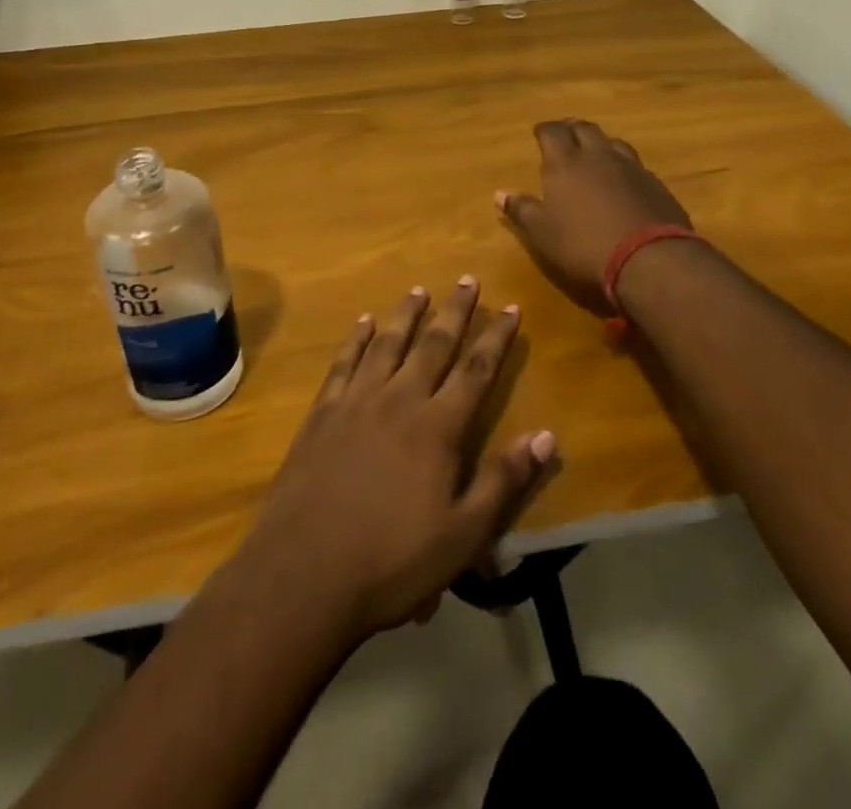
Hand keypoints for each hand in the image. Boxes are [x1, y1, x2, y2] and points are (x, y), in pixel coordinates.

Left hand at [231, 279, 556, 640]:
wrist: (305, 572)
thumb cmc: (393, 561)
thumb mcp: (463, 535)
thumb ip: (504, 481)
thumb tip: (545, 436)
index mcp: (437, 427)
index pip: (475, 371)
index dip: (496, 337)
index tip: (510, 306)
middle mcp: (399, 400)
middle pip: (433, 345)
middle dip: (454, 311)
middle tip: (466, 279)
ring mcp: (357, 402)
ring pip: (388, 344)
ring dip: (406, 315)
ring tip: (418, 290)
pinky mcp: (324, 412)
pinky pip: (344, 363)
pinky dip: (355, 340)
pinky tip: (362, 323)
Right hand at [495, 119, 692, 313]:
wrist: (649, 259)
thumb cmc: (583, 245)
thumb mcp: (542, 233)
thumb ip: (522, 210)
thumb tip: (500, 194)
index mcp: (566, 163)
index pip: (553, 132)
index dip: (545, 130)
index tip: (539, 132)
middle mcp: (598, 156)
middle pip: (585, 129)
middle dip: (572, 128)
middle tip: (565, 134)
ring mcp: (631, 168)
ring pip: (613, 142)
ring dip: (601, 143)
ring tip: (595, 151)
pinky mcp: (656, 185)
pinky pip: (635, 164)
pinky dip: (623, 165)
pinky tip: (623, 179)